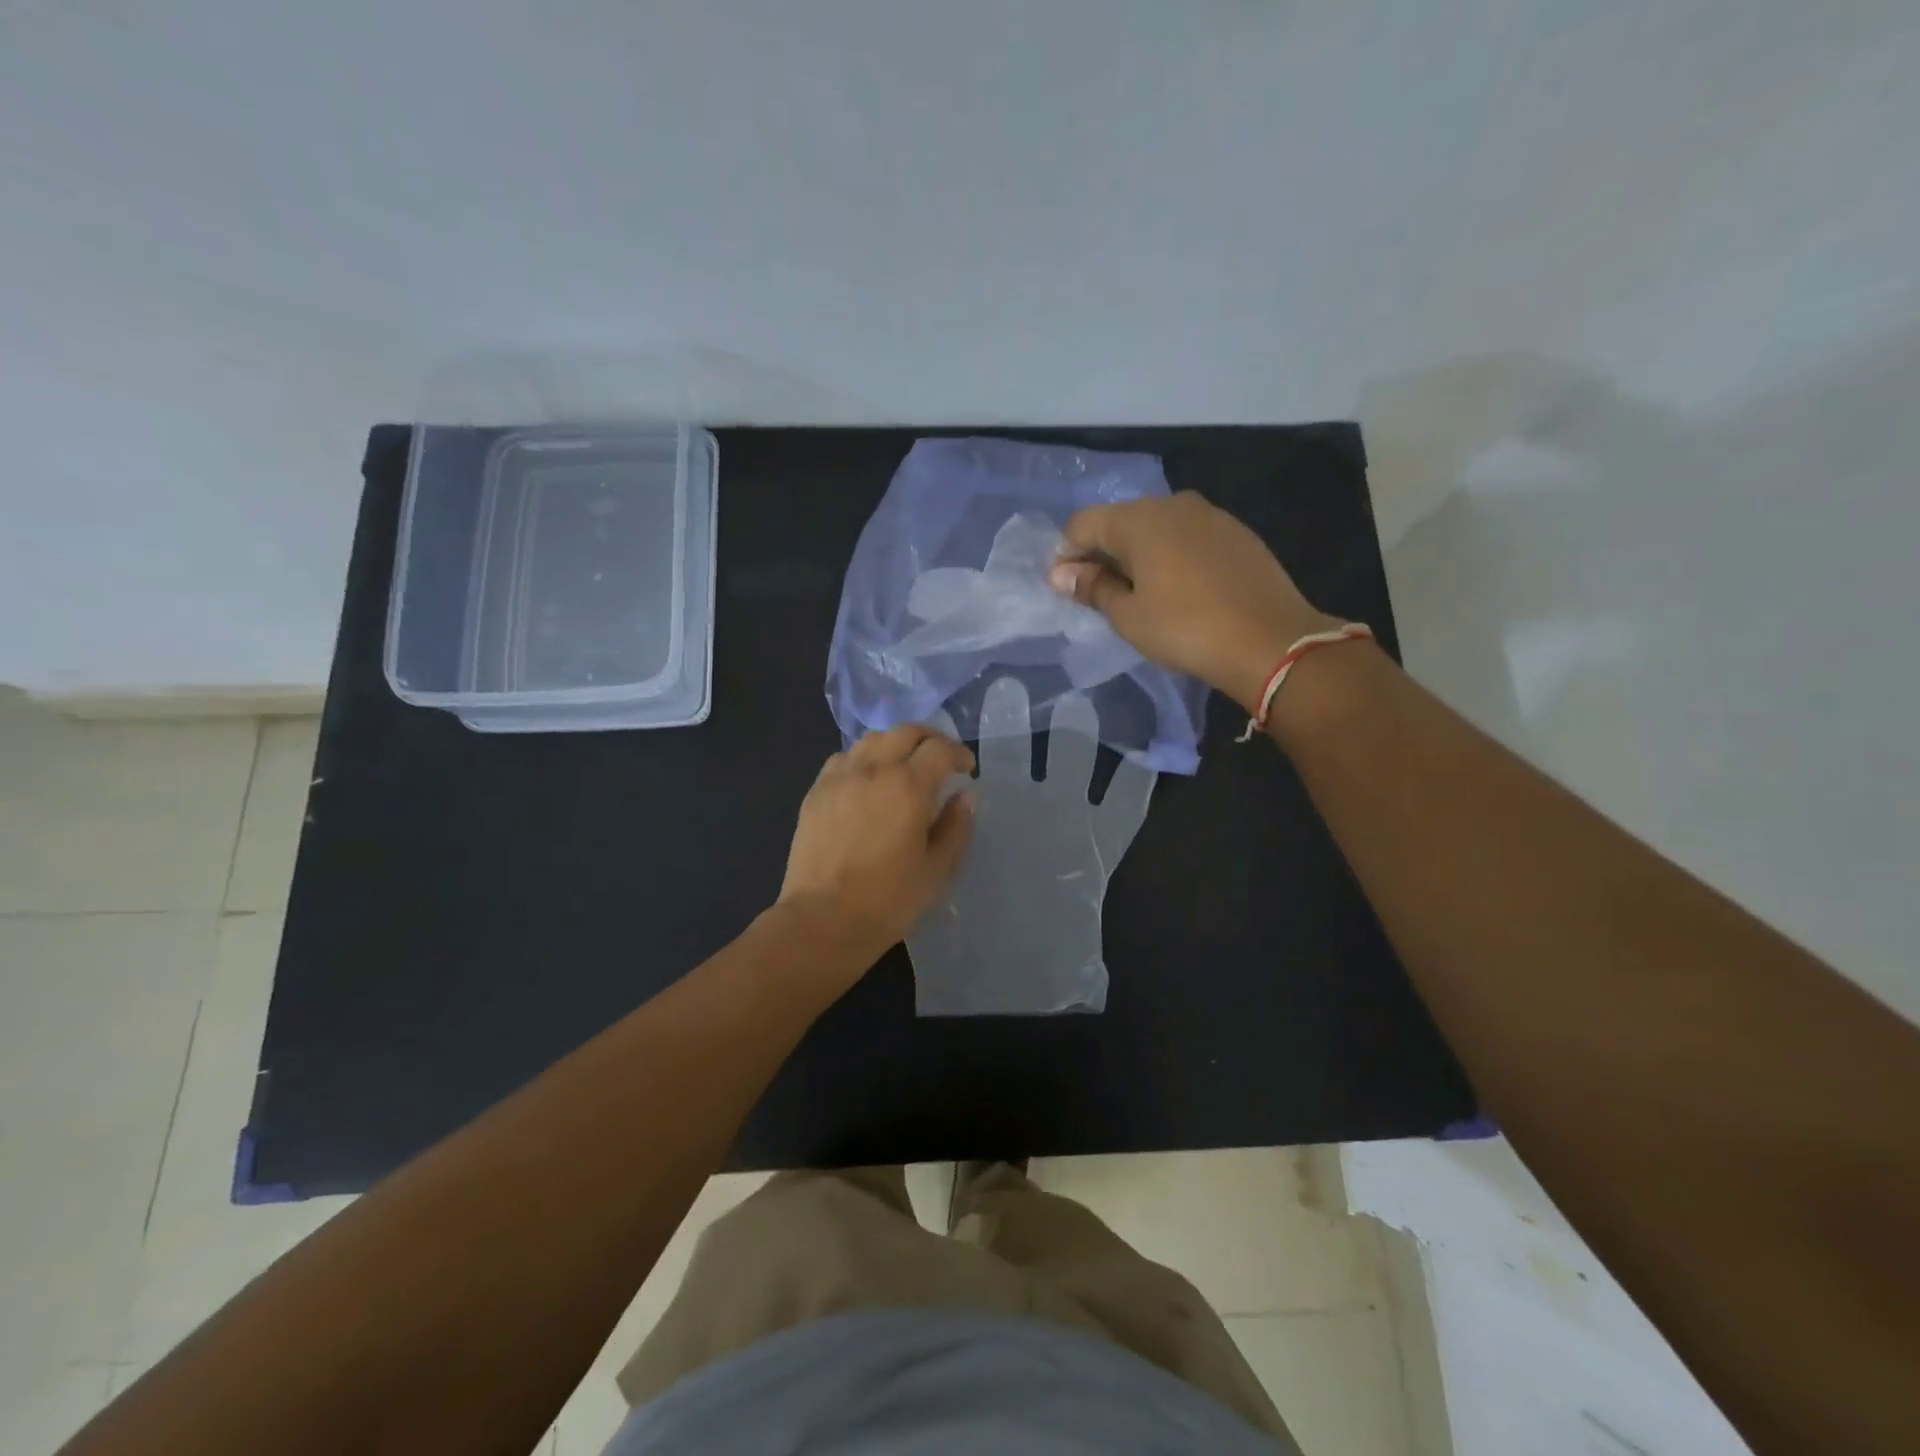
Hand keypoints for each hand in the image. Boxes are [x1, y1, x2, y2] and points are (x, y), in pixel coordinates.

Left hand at [780, 724, 976, 964]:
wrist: (823, 920)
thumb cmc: (889, 900)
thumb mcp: (938, 869)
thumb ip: (956, 826)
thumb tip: (966, 795)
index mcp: (908, 786)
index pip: (940, 749)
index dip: (959, 754)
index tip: (967, 769)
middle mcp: (873, 770)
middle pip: (905, 732)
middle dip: (930, 738)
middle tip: (941, 757)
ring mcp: (839, 778)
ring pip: (871, 739)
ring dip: (895, 743)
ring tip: (904, 763)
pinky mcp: (816, 792)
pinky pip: (843, 758)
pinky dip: (863, 758)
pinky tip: (867, 779)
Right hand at [1048, 492, 1336, 713]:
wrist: (1270, 641)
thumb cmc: (1186, 629)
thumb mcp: (1128, 616)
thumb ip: (1093, 588)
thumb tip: (1062, 574)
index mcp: (1139, 520)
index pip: (1083, 524)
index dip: (1066, 555)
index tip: (1066, 589)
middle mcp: (1172, 504)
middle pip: (1120, 521)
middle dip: (1102, 553)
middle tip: (1099, 594)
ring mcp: (1209, 514)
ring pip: (1156, 527)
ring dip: (1137, 554)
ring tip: (1139, 593)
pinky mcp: (1236, 532)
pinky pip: (1187, 536)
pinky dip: (1170, 555)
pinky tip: (1177, 588)